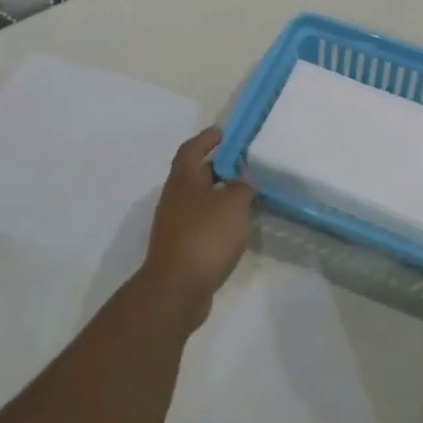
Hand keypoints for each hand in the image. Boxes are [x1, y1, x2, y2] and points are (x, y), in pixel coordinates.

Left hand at [140, 127, 255, 323]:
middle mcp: (175, 199)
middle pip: (196, 174)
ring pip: (200, 200)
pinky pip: (203, 223)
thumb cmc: (205, 237)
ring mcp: (176, 225)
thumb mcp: (232, 205)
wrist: (177, 289)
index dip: (206, 139)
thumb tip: (243, 177)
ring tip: (247, 194)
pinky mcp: (183, 247)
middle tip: (244, 164)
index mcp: (183, 181)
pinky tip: (237, 226)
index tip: (223, 132)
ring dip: (220, 195)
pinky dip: (219, 218)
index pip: (192, 150)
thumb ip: (241, 187)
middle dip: (218, 167)